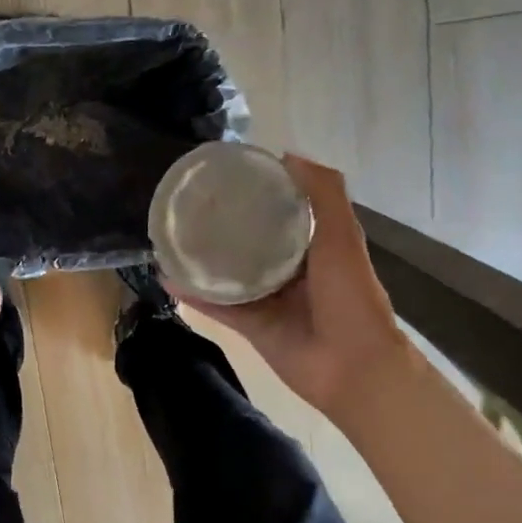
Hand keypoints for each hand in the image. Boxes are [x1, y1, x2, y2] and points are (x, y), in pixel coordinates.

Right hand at [174, 156, 412, 419]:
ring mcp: (268, 299)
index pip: (282, 211)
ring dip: (202, 260)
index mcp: (315, 245)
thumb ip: (323, 194)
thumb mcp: (342, 236)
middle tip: (189, 205)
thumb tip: (286, 155)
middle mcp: (290, 269)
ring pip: (229, 274)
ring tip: (169, 239)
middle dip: (224, 225)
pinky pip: (218, 306)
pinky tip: (167, 278)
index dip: (258, 192)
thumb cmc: (351, 296)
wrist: (354, 367)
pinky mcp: (251, 326)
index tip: (227, 176)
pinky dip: (194, 294)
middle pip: (250, 241)